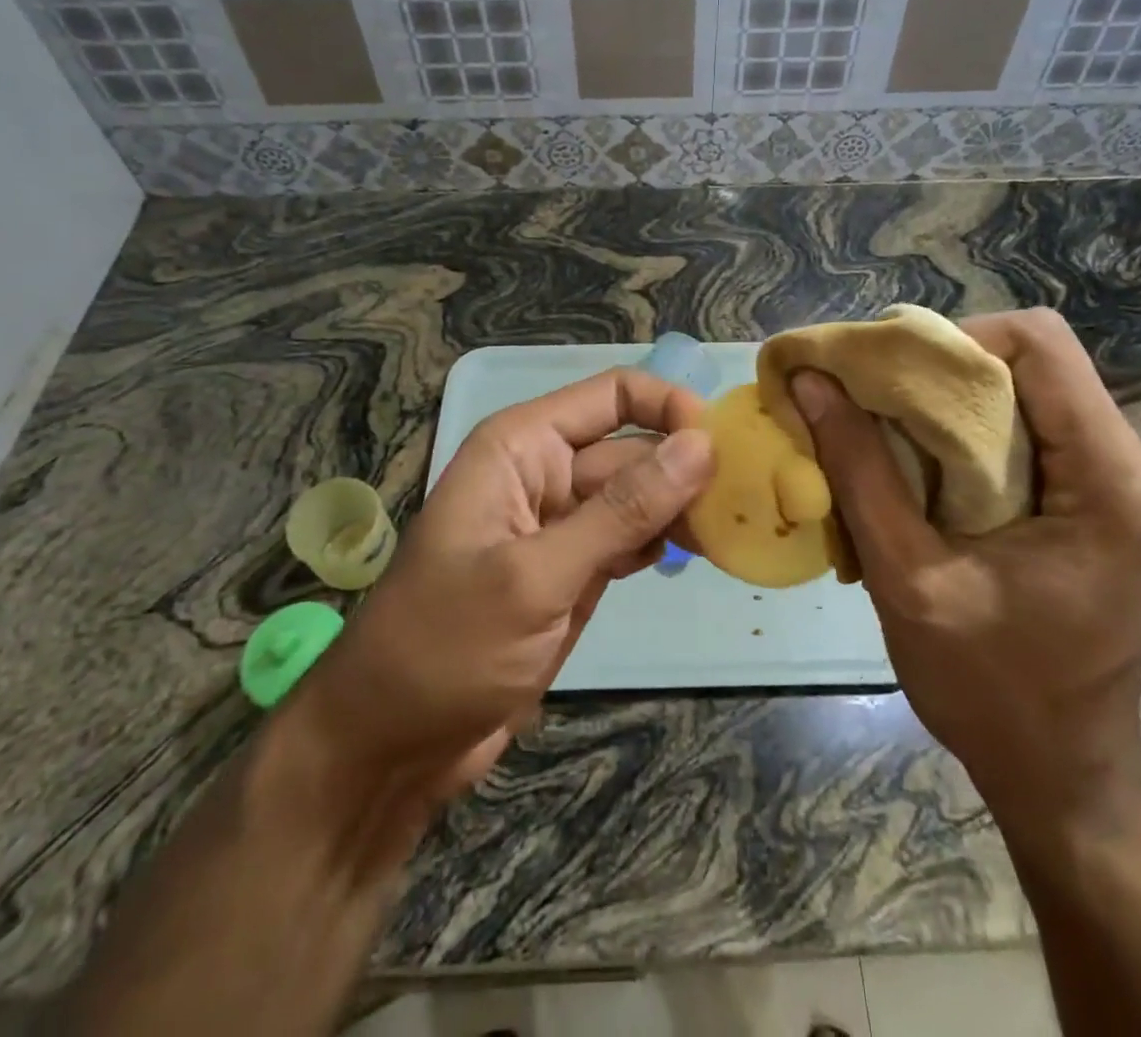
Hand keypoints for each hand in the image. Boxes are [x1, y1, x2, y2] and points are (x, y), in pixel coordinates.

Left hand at [293, 369, 712, 802]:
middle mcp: (544, 471)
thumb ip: (623, 510)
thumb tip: (702, 445)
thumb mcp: (538, 575)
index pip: (612, 395)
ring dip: (682, 507)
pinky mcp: (573, 570)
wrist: (390, 746)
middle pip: (633, 446)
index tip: (724, 448)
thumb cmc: (446, 646)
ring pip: (638, 494)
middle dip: (686, 467)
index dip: (669, 408)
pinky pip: (630, 537)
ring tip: (734, 530)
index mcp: (522, 446)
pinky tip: (697, 556)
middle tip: (750, 501)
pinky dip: (662, 542)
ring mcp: (560, 524)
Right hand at [789, 308, 1140, 824]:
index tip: (884, 378)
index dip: (951, 341)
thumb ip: (859, 471)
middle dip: (938, 371)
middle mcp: (1127, 465)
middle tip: (867, 404)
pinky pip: (1023, 430)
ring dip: (944, 403)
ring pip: (1021, 391)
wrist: (1059, 772)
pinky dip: (960, 435)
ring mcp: (1114, 482)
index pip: (1038, 342)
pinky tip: (916, 471)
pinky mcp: (1091, 500)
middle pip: (1028, 361)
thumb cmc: (989, 689)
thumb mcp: (908, 577)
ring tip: (882, 436)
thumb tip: (812, 382)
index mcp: (1108, 480)